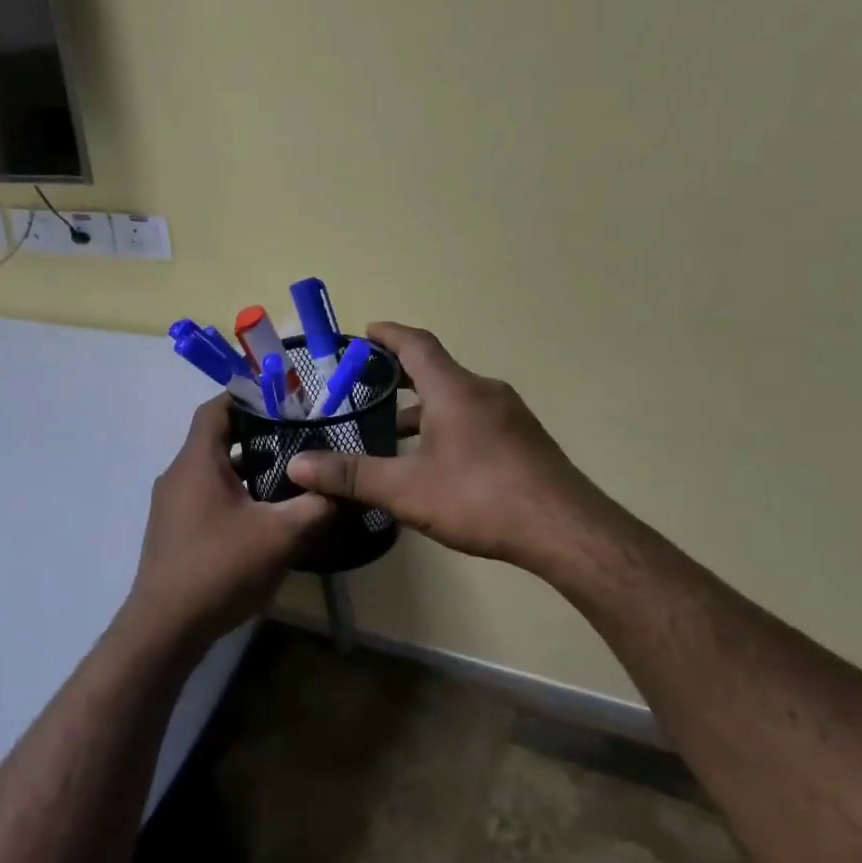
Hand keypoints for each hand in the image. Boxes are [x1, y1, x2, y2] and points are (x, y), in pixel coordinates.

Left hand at [123, 397, 332, 654]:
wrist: (166, 626)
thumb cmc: (221, 568)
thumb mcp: (281, 535)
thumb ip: (318, 507)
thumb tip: (349, 490)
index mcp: (197, 462)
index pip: (217, 408)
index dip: (249, 397)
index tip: (286, 400)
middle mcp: (178, 475)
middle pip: (216, 438)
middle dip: (257, 434)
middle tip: (299, 436)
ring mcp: (172, 504)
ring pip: (212, 470)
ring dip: (247, 468)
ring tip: (290, 473)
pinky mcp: (174, 530)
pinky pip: (206, 495)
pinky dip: (234, 492)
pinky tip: (264, 514)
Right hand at [286, 322, 621, 578]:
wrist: (564, 529)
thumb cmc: (479, 498)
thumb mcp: (406, 489)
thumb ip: (351, 475)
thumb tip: (297, 466)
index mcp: (454, 390)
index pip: (416, 345)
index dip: (388, 336)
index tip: (365, 333)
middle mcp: (484, 392)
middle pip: (436, 370)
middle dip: (399, 375)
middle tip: (365, 386)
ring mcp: (510, 416)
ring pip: (457, 398)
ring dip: (423, 407)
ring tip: (392, 432)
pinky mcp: (524, 441)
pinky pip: (475, 418)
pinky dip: (447, 425)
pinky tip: (435, 461)